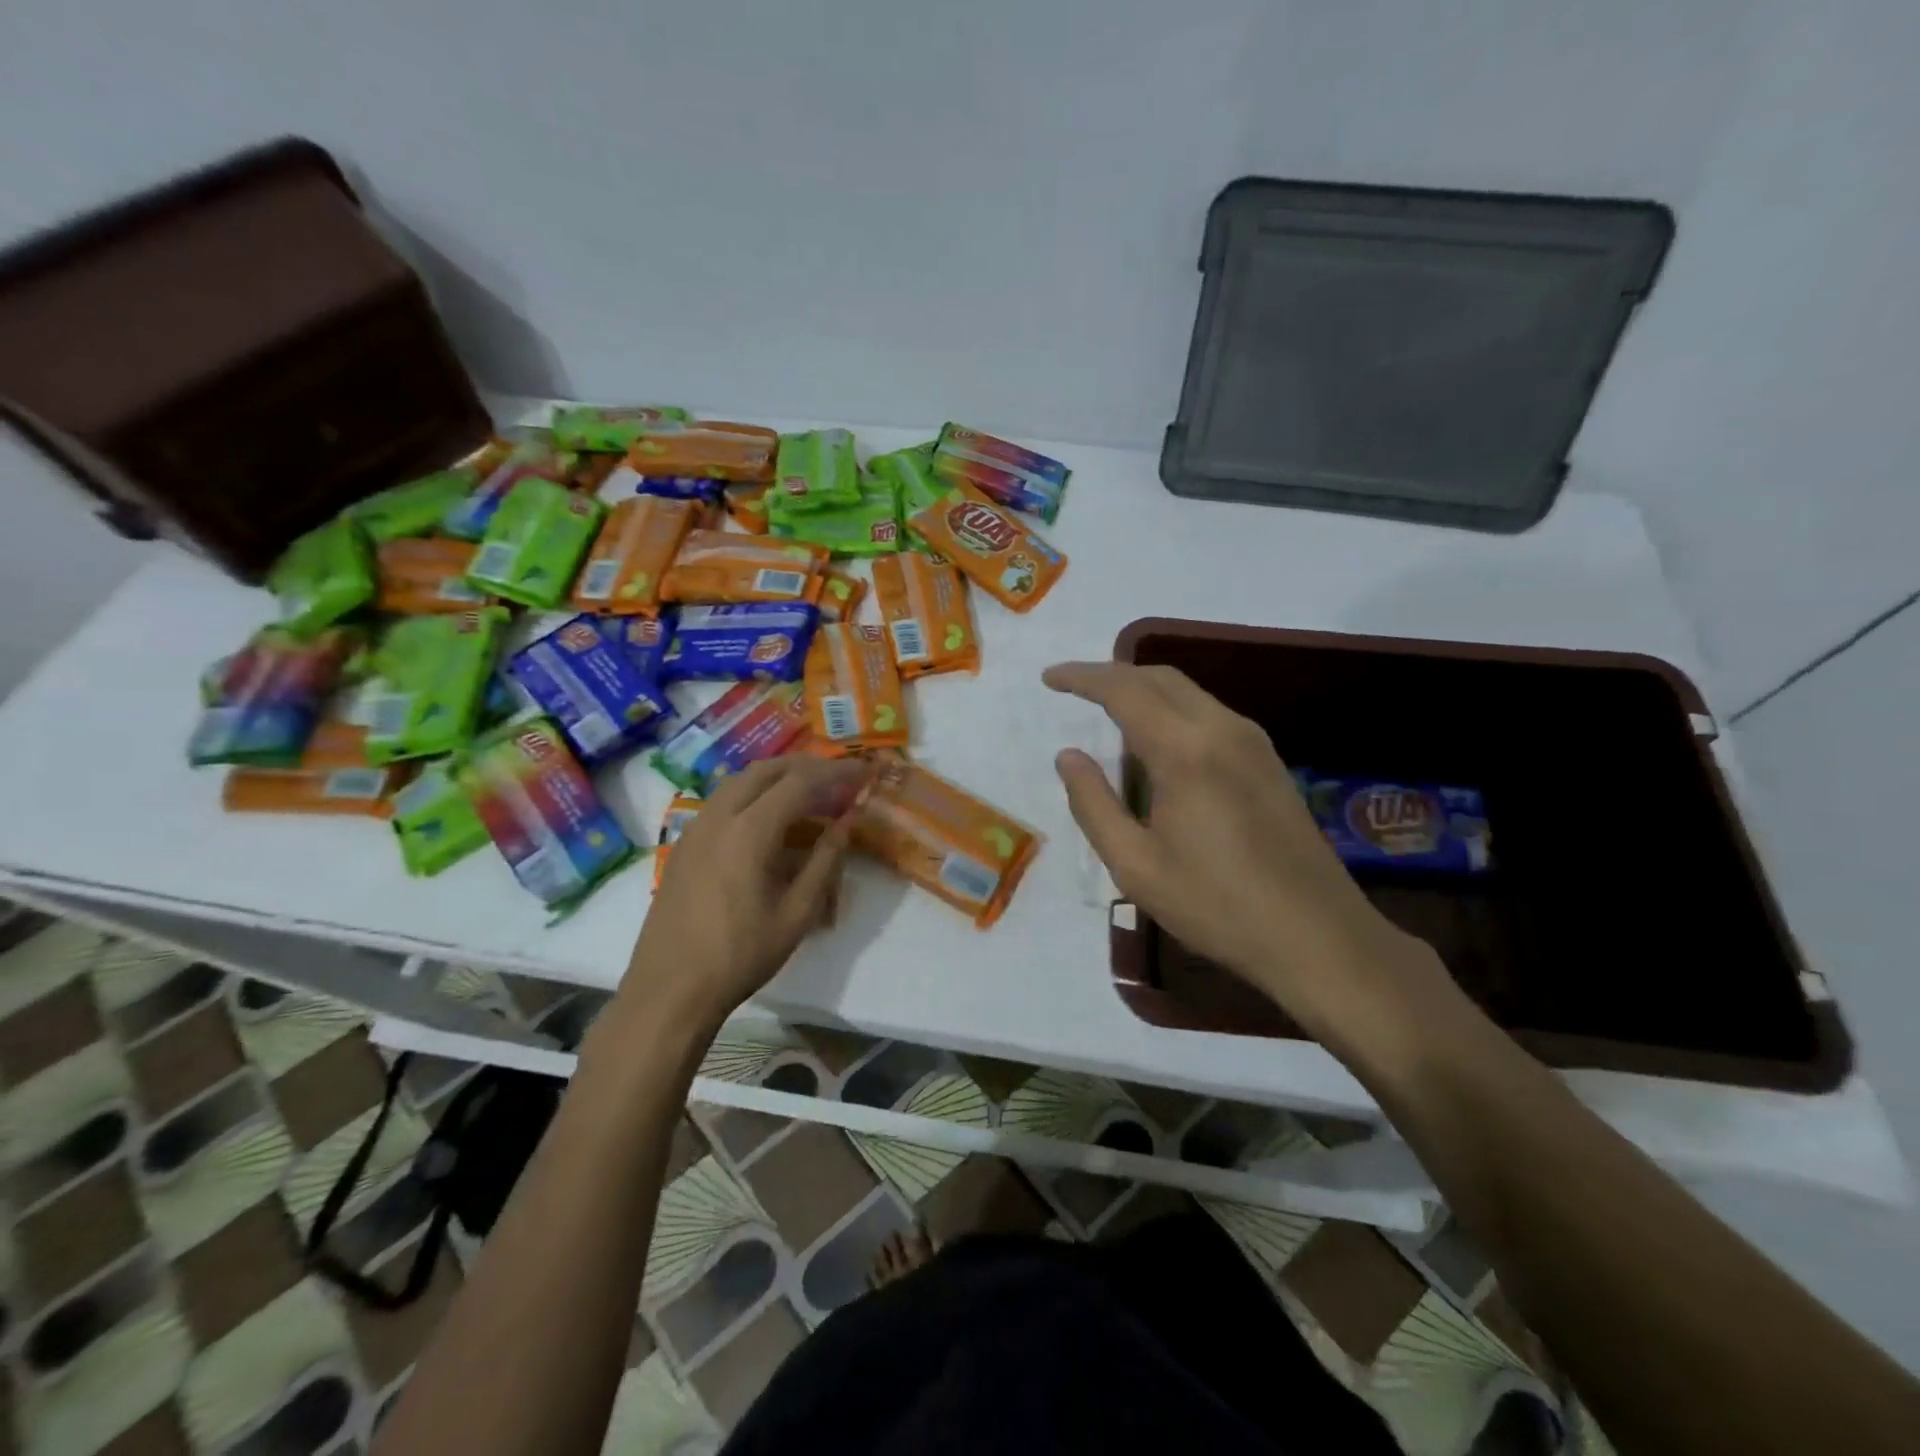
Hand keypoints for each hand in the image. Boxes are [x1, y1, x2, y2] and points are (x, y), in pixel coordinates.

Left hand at [621, 756, 872, 1033]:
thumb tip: (848, 820)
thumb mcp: (798, 912)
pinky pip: (723, 800)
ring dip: (778, 776)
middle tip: (839, 777)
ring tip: (810, 791)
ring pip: (740, 780)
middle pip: (767, 770)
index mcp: (750, 830)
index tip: (864, 772)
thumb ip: (826, 859)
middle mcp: (719, 816)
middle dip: (807, 766)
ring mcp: (695, 828)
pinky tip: (770, 818)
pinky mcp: (684, 843)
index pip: (800, 782)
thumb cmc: (741, 954)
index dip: (836, 773)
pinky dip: (754, 793)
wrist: (670, 989)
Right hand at [1043, 661, 1461, 1059]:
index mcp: (1185, 750)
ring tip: (1108, 715)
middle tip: (1074, 689)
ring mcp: (1253, 742)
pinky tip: (1157, 744)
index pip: (1124, 689)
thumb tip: (1068, 756)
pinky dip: (1172, 711)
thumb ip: (1093, 803)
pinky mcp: (1269, 761)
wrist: (1317, 936)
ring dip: (1144, 691)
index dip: (1082, 677)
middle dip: (1112, 675)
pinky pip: (1209, 714)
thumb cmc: (1216, 906)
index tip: (1050, 678)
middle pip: (1159, 678)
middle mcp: (1222, 729)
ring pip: (1188, 693)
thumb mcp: (1135, 865)